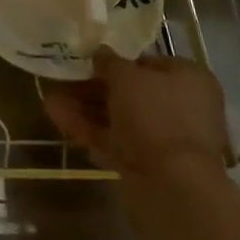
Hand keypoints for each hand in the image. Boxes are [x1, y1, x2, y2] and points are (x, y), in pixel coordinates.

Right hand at [43, 48, 231, 181]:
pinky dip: (90, 131)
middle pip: (131, 93)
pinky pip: (116, 142)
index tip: (88, 61)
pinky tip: (58, 119)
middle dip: (94, 88)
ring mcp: (166, 140)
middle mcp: (183, 108)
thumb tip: (100, 52)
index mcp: (189, 79)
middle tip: (62, 80)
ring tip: (50, 99)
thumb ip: (109, 62)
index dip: (116, 61)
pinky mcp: (149, 166)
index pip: (148, 63)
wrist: (173, 187)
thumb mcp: (126, 77)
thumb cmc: (155, 115)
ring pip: (120, 119)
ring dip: (86, 108)